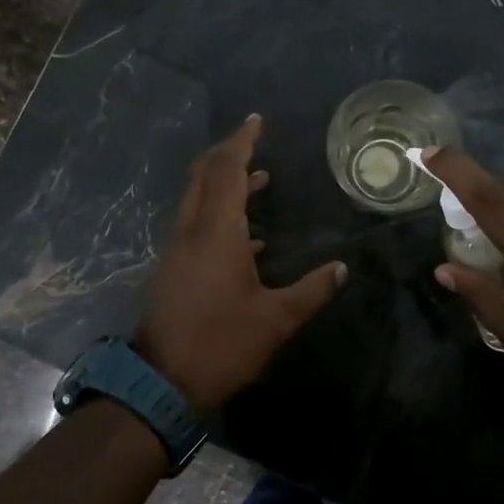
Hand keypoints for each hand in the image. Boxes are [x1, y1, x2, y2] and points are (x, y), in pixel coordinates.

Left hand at [137, 115, 346, 410]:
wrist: (162, 382)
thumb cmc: (222, 345)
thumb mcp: (276, 321)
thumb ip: (311, 291)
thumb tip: (341, 268)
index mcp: (217, 233)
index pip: (228, 172)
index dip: (241, 143)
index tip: (256, 121)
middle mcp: (192, 231)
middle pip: (204, 176)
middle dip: (228, 154)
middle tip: (254, 141)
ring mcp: (178, 249)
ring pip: (197, 199)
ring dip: (224, 183)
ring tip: (260, 180)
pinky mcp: (173, 268)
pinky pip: (195, 224)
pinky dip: (218, 213)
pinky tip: (247, 235)